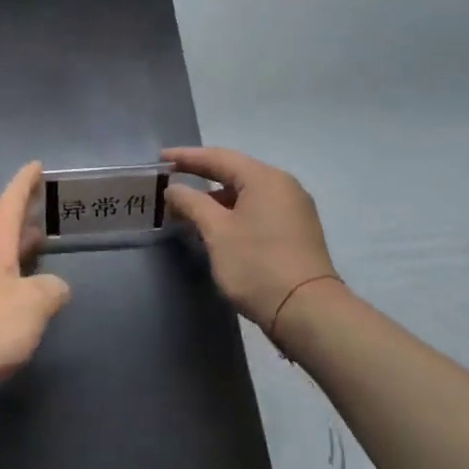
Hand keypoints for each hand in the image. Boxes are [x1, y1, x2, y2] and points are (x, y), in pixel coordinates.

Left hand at [0, 162, 71, 424]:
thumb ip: (51, 290)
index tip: (36, 165)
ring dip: (23, 256)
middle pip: (5, 236)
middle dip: (26, 221)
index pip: (9, 207)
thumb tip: (56, 288)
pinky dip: (19, 291)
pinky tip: (32, 306)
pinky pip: (1, 298)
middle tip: (48, 210)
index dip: (23, 185)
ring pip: (4, 267)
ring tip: (45, 251)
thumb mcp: (32, 303)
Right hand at [164, 146, 338, 340]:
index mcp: (264, 178)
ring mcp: (294, 208)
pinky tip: (217, 226)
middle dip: (201, 176)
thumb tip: (174, 189)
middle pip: (235, 172)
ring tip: (188, 208)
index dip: (187, 157)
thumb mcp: (217, 232)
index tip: (160, 159)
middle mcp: (283, 185)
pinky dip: (234, 211)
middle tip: (171, 180)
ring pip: (247, 193)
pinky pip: (259, 209)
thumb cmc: (257, 265)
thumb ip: (192, 203)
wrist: (307, 311)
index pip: (218, 157)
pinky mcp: (297, 230)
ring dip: (217, 197)